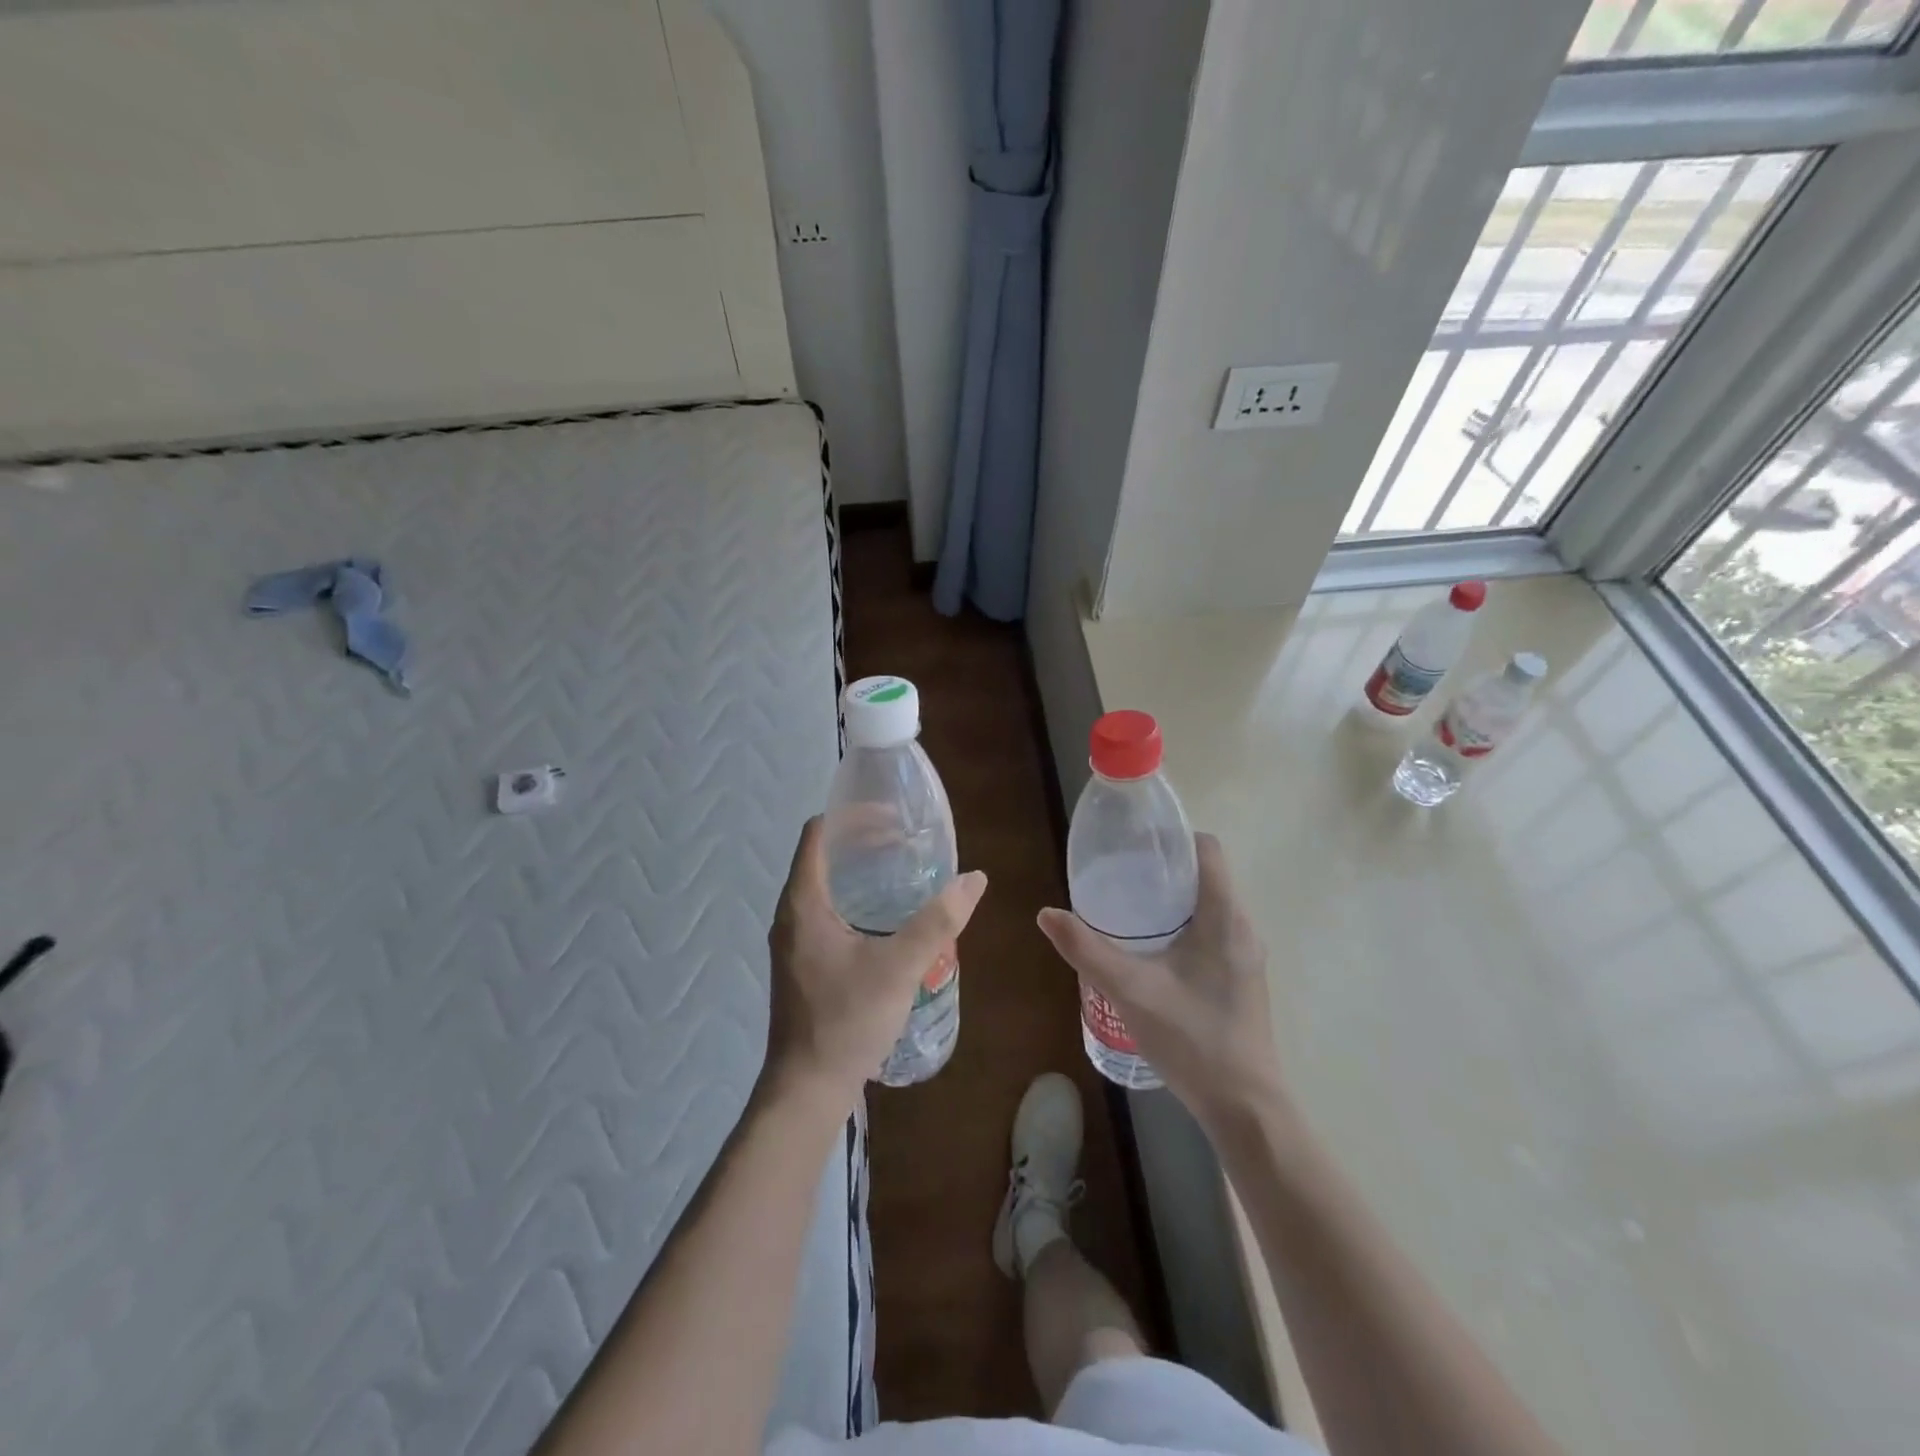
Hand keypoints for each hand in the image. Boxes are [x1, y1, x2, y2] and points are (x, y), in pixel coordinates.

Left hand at [764, 816, 987, 1107]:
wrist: (807, 1089)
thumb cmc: (847, 1020)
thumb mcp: (900, 967)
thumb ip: (938, 921)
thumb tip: (974, 879)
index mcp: (803, 902)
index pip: (819, 833)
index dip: (853, 816)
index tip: (893, 818)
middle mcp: (791, 913)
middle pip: (823, 856)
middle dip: (863, 842)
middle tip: (907, 843)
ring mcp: (793, 940)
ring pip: (825, 886)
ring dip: (860, 873)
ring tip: (902, 873)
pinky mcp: (802, 962)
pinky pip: (826, 912)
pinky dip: (855, 900)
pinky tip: (887, 919)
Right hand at [1038, 833, 1283, 1129]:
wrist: (1244, 1107)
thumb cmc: (1192, 1039)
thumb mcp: (1130, 990)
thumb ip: (1086, 949)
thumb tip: (1047, 914)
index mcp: (1224, 917)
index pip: (1208, 849)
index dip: (1173, 837)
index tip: (1135, 843)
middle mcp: (1242, 928)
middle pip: (1207, 875)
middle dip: (1165, 868)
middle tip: (1120, 874)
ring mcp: (1246, 956)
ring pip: (1210, 906)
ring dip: (1173, 899)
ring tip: (1129, 908)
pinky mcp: (1242, 978)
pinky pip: (1214, 931)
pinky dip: (1184, 925)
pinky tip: (1152, 951)